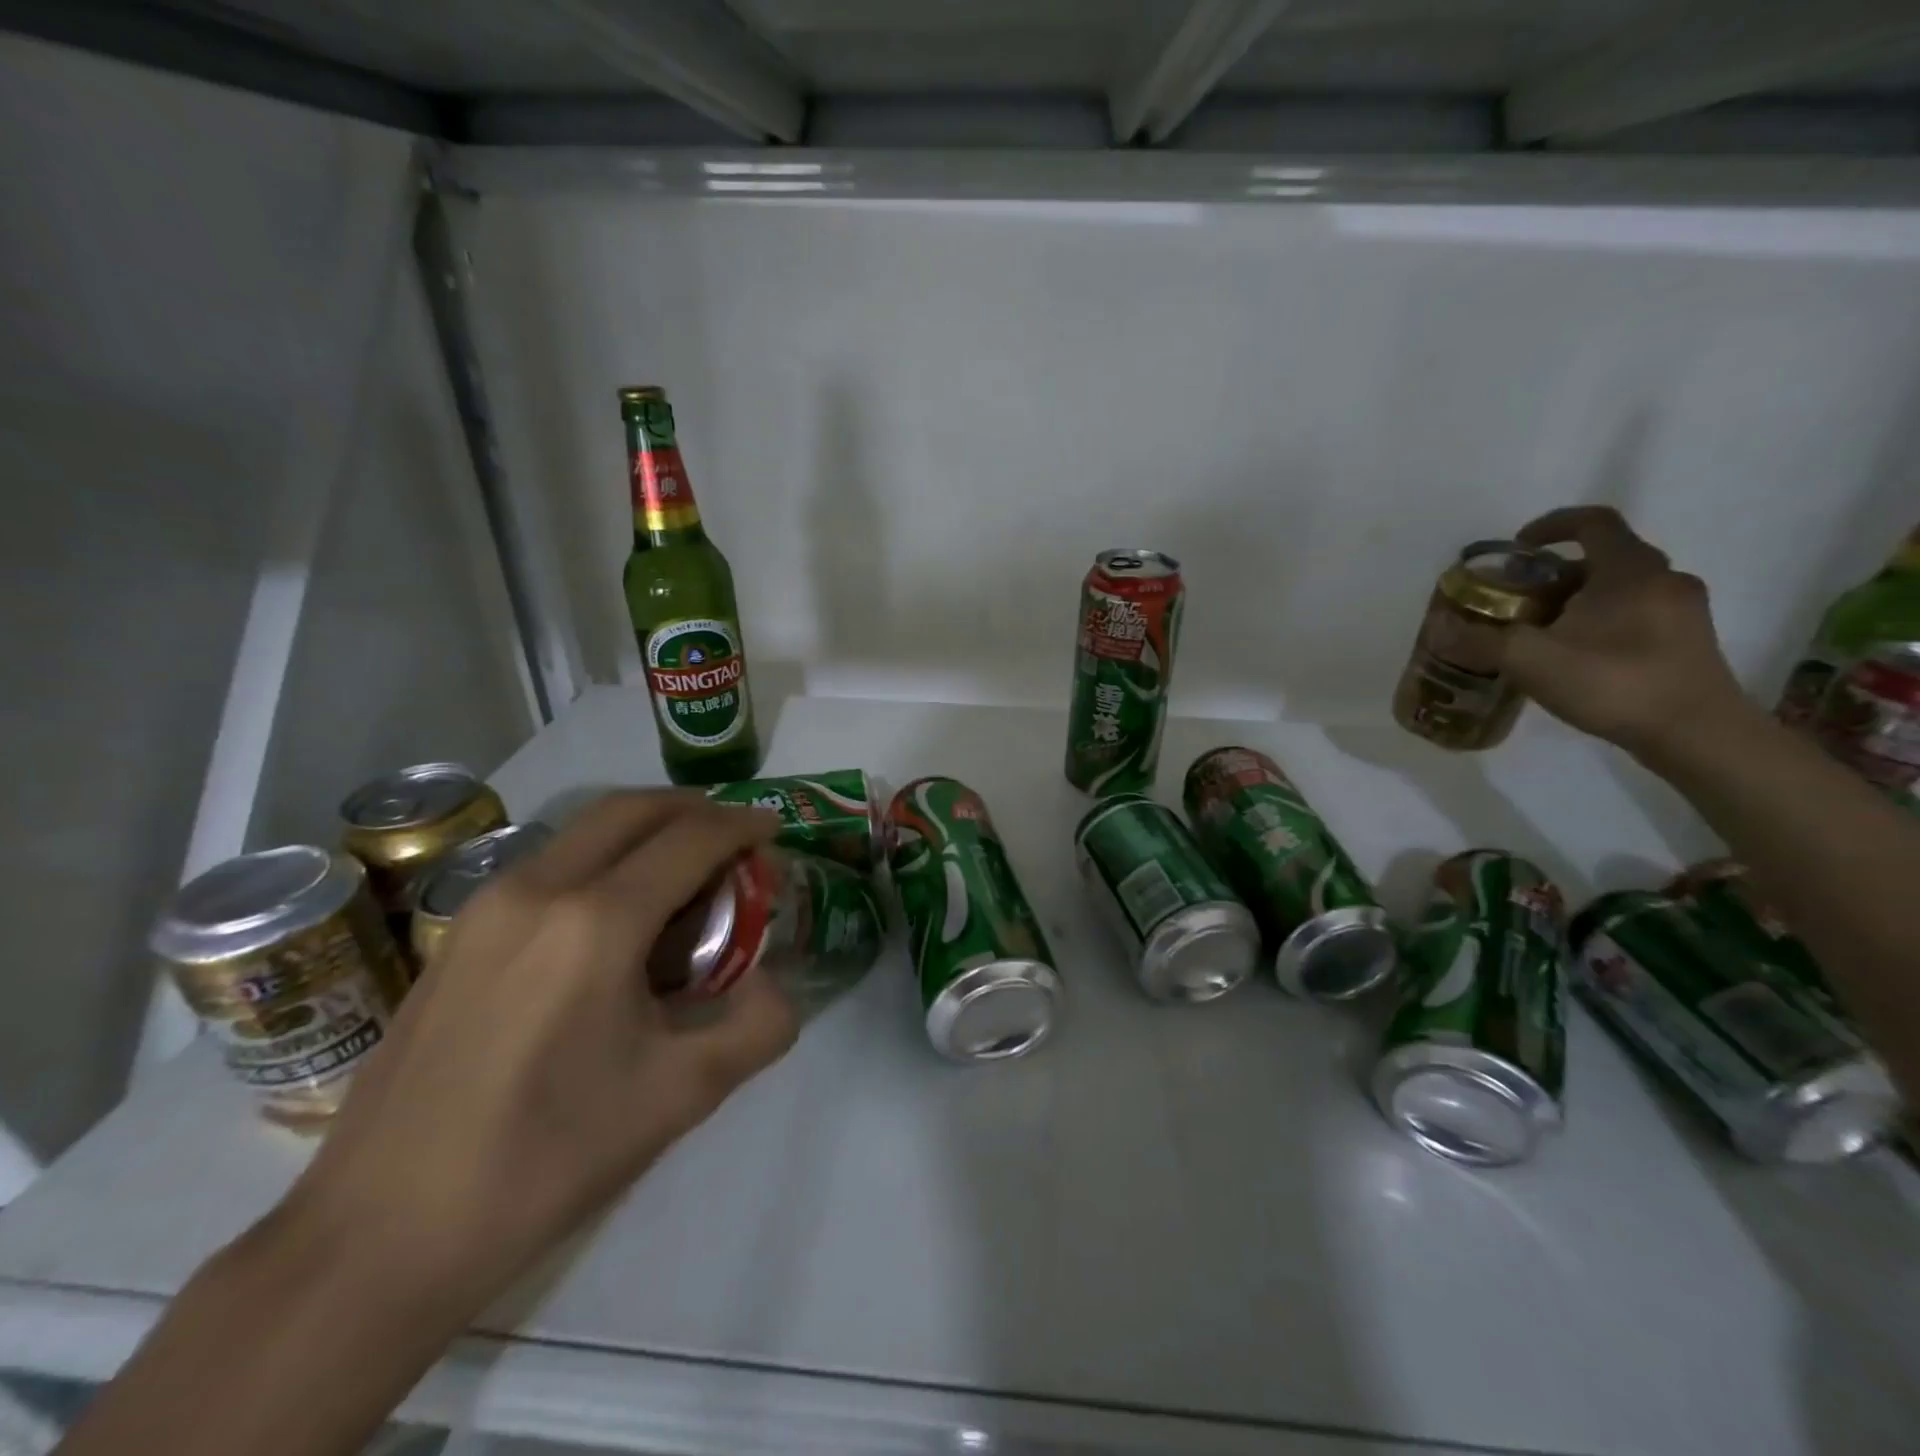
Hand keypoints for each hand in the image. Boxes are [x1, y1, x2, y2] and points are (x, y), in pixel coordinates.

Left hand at [284, 791, 797, 1300]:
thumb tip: (775, 987)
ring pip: (586, 831)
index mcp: (597, 922)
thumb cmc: (546, 1159)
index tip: (775, 829)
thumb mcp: (681, 1096)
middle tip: (736, 837)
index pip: (690, 839)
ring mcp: (487, 906)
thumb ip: (757, 1028)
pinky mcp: (458, 934)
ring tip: (685, 873)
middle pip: (633, 809)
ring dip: (647, 830)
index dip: (742, 825)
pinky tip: (617, 917)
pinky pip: (550, 864)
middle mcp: (539, 889)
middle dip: (695, 809)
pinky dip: (603, 859)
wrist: (380, 1236)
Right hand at [1500, 506, 1749, 755]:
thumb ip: (1480, 640)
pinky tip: (1575, 657)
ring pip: (1620, 589)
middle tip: (1516, 601)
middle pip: (1602, 558)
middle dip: (1554, 574)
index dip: (1551, 525)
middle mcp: (1664, 578)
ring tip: (1540, 633)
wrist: (1696, 733)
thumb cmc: (1613, 682)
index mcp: (1630, 569)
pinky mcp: (1689, 641)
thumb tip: (1439, 628)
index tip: (1517, 547)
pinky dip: (1600, 623)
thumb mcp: (1530, 660)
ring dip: (1577, 601)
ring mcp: (1683, 610)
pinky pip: (1636, 615)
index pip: (1592, 522)